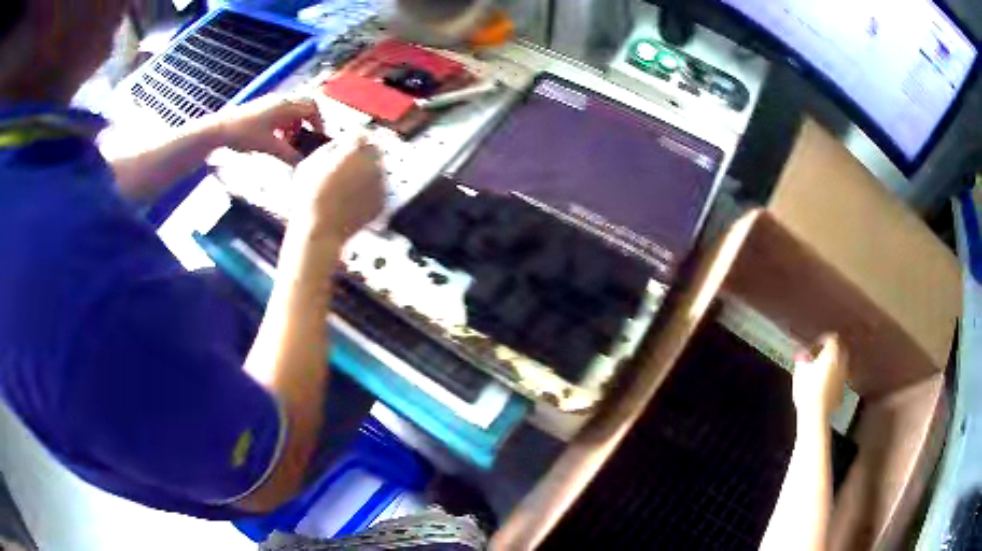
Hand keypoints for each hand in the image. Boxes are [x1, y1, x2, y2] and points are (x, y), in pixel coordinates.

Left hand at [215, 96, 322, 164]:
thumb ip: (288, 154)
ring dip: (294, 125)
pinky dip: (284, 125)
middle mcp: (281, 101)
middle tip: (305, 138)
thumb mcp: (269, 146)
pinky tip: (275, 139)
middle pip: (303, 106)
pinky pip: (280, 113)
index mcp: (286, 106)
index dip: (318, 122)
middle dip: (308, 121)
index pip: (312, 108)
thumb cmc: (245, 134)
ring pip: (291, 111)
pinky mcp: (261, 109)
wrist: (219, 129)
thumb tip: (303, 164)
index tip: (317, 137)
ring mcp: (270, 103)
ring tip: (288, 142)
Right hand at [290, 136, 384, 241]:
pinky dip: (370, 189)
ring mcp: (380, 182)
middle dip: (365, 153)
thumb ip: (329, 148)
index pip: (362, 134)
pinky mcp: (382, 200)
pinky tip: (354, 198)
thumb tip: (341, 142)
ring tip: (349, 184)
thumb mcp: (309, 164)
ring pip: (378, 168)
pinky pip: (379, 188)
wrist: (321, 230)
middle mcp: (371, 163)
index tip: (349, 143)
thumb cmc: (308, 197)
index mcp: (353, 151)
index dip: (355, 138)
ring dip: (368, 170)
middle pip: (375, 149)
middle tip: (351, 163)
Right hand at [793, 334, 847, 418]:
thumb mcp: (800, 371)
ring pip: (841, 364)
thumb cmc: (807, 389)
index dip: (822, 340)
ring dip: (833, 364)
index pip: (832, 338)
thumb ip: (803, 358)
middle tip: (820, 356)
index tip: (814, 346)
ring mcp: (843, 377)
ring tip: (822, 371)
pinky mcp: (842, 391)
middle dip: (831, 351)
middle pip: (840, 349)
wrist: (815, 414)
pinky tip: (824, 386)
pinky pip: (839, 379)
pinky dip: (834, 378)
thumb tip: (803, 353)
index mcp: (832, 353)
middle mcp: (841, 362)